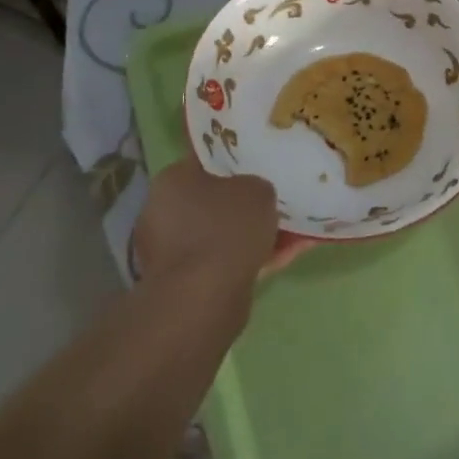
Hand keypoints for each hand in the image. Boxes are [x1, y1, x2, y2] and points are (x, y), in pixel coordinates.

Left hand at [133, 159, 285, 312]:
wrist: (203, 299)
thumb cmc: (226, 229)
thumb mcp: (257, 189)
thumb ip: (257, 185)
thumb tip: (254, 194)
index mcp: (172, 180)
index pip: (206, 159)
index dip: (236, 158)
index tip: (261, 161)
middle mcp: (164, 212)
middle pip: (215, 199)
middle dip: (246, 201)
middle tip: (279, 197)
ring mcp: (172, 251)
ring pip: (224, 233)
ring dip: (254, 232)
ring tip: (294, 229)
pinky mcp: (186, 283)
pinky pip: (227, 261)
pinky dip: (255, 257)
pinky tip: (288, 255)